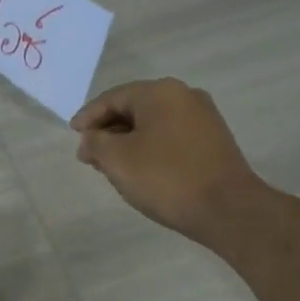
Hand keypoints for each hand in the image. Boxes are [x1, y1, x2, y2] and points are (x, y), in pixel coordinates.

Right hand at [70, 78, 263, 241]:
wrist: (226, 208)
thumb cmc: (165, 178)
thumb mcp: (117, 159)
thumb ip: (95, 142)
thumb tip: (91, 138)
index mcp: (159, 92)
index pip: (112, 98)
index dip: (88, 117)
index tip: (73, 136)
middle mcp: (184, 95)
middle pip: (134, 108)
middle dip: (108, 130)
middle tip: (90, 155)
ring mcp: (203, 117)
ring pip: (153, 123)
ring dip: (128, 140)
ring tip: (112, 165)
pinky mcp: (213, 140)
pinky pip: (171, 135)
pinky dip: (150, 147)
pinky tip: (141, 169)